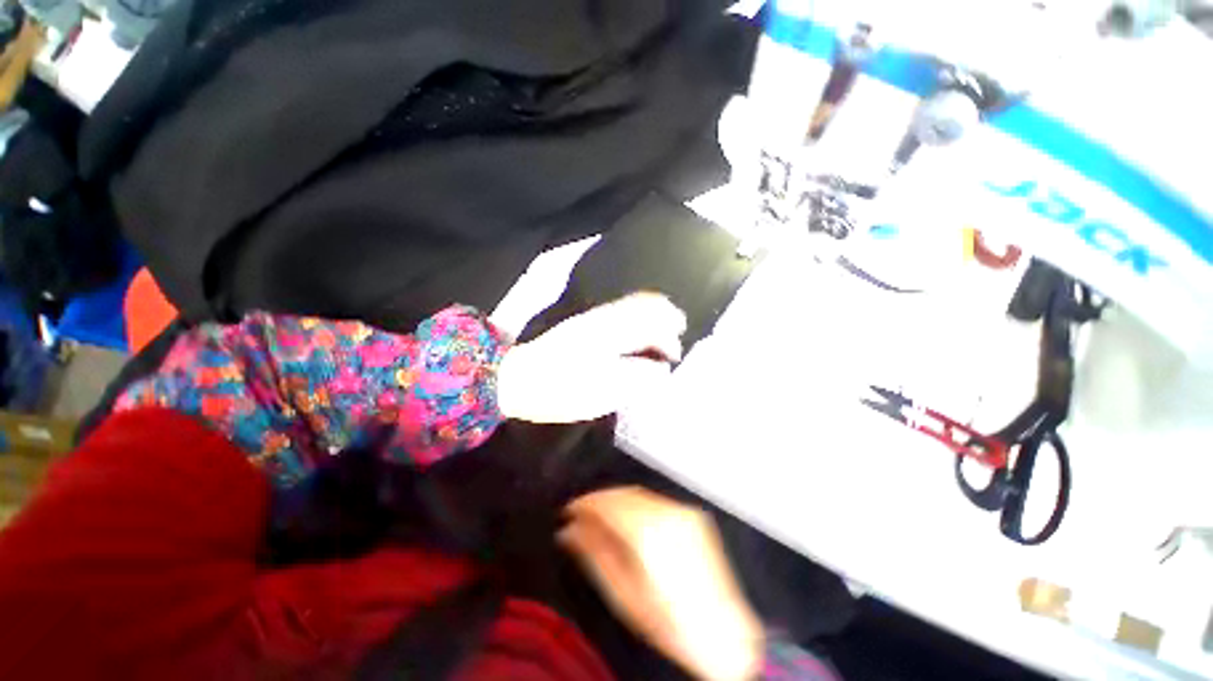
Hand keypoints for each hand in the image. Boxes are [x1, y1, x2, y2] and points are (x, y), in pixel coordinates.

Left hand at [496, 293, 686, 423]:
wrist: (518, 380)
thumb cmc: (561, 389)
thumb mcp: (603, 393)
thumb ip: (638, 378)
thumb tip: (661, 369)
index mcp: (611, 332)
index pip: (652, 321)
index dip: (669, 336)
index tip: (675, 355)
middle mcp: (605, 318)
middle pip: (645, 304)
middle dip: (666, 316)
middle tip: (678, 333)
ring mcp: (593, 319)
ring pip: (632, 305)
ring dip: (652, 315)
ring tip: (664, 332)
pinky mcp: (585, 324)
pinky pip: (620, 312)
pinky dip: (637, 318)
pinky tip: (639, 334)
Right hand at [558, 487, 764, 680]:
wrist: (724, 633)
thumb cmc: (669, 623)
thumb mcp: (624, 595)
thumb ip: (595, 554)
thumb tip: (568, 531)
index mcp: (648, 532)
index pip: (608, 503)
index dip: (585, 503)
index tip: (568, 510)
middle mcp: (667, 512)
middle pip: (623, 493)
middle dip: (599, 499)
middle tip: (579, 514)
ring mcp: (682, 511)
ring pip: (639, 494)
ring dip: (616, 500)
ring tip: (599, 516)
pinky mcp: (692, 515)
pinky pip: (655, 500)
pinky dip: (635, 504)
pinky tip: (627, 519)